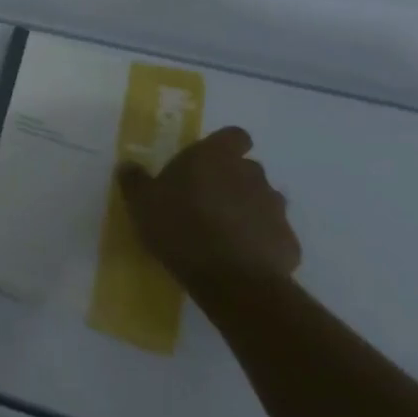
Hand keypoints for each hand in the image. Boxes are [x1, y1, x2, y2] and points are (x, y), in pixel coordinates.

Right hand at [118, 127, 301, 293]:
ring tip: (225, 231)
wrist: (233, 281)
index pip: (235, 136)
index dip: (225, 146)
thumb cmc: (181, 227)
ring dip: (249, 209)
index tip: (209, 162)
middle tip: (208, 200)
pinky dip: (261, 241)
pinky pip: (273, 234)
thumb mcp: (141, 202)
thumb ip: (135, 180)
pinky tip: (241, 257)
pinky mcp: (289, 242)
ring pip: (264, 200)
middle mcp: (251, 175)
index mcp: (216, 156)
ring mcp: (275, 209)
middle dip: (233, 180)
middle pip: (248, 168)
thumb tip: (128, 165)